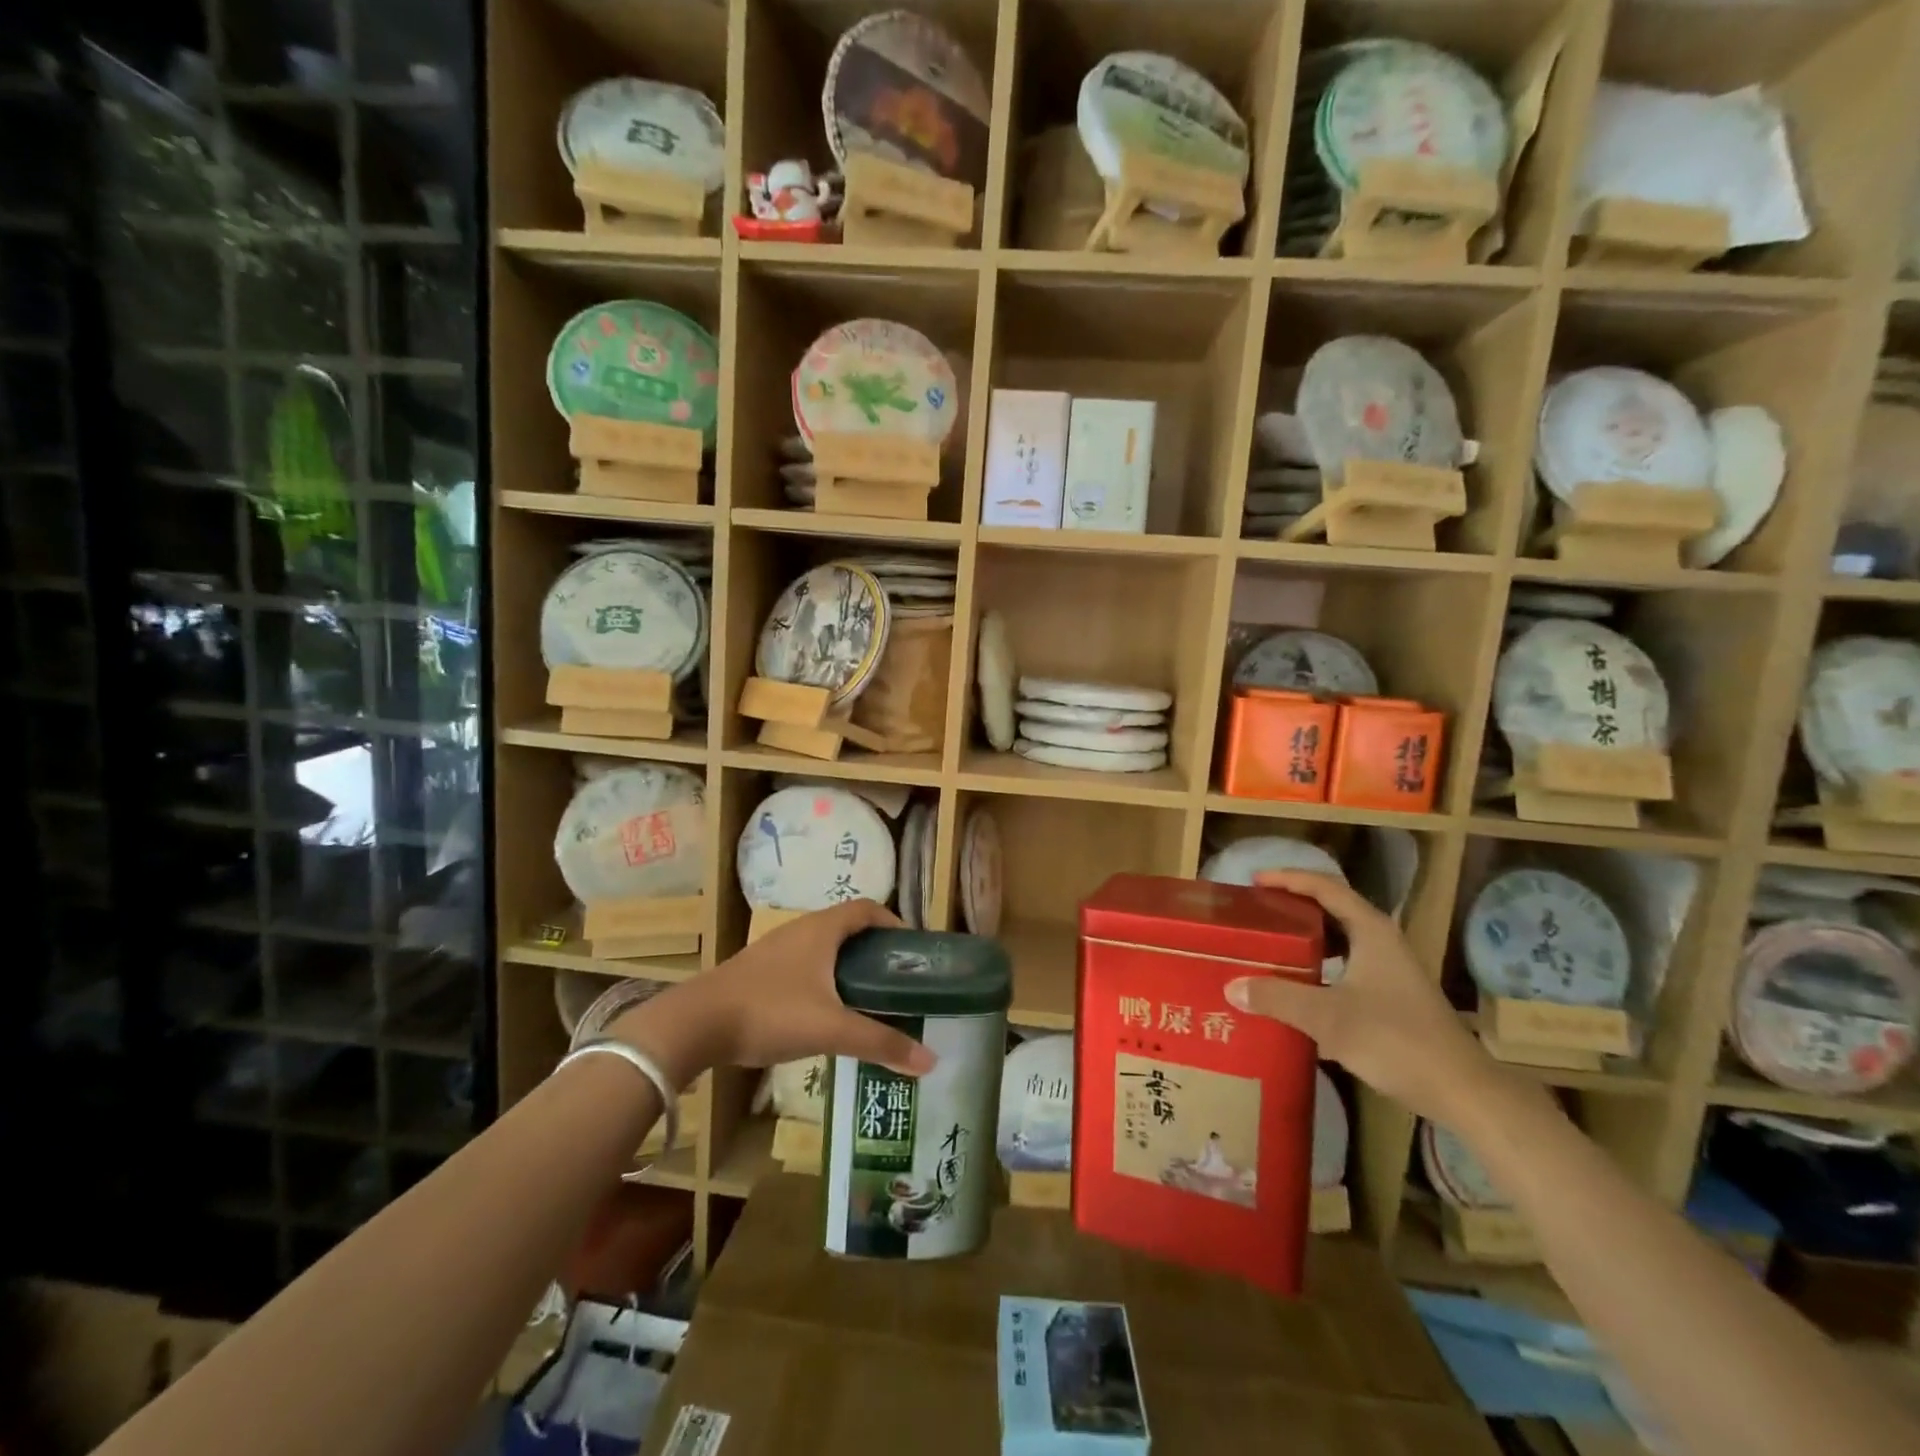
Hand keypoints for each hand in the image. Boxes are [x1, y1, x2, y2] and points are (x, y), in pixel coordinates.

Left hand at [609, 900, 935, 1086]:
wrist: (695, 1024)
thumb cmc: (770, 1012)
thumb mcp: (831, 1028)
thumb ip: (880, 1043)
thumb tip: (931, 1061)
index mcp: (822, 929)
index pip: (867, 908)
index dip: (894, 923)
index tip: (912, 950)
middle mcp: (800, 930)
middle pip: (847, 927)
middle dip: (874, 949)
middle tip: (896, 980)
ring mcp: (775, 950)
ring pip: (823, 948)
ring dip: (847, 965)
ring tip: (867, 998)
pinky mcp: (758, 971)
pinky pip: (803, 965)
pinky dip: (824, 979)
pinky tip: (825, 1012)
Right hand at [1224, 872, 1497, 1125]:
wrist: (1462, 1091)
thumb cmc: (1396, 1040)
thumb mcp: (1328, 1017)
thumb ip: (1278, 998)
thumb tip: (1231, 986)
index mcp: (1371, 931)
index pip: (1324, 887)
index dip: (1288, 879)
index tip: (1254, 881)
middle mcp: (1382, 942)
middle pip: (1333, 909)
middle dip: (1294, 906)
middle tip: (1257, 913)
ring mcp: (1391, 970)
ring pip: (1341, 940)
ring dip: (1307, 938)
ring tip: (1271, 945)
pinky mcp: (1393, 996)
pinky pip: (1347, 966)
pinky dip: (1319, 966)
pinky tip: (1299, 987)